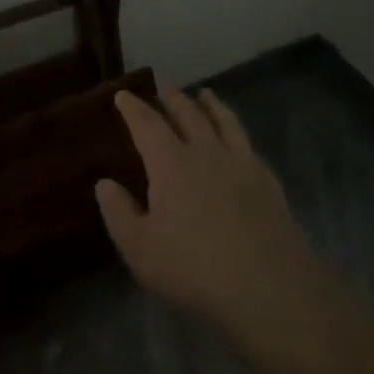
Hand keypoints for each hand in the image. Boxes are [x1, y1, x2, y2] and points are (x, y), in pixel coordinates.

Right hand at [96, 87, 323, 346]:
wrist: (269, 288)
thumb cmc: (194, 269)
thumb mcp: (140, 249)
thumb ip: (119, 213)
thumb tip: (104, 184)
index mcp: (171, 164)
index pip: (147, 125)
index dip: (133, 108)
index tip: (123, 95)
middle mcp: (206, 152)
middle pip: (189, 114)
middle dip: (173, 98)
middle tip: (164, 85)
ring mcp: (242, 164)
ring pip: (225, 121)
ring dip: (211, 104)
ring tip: (205, 94)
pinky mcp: (269, 182)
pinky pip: (249, 144)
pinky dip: (237, 132)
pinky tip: (238, 139)